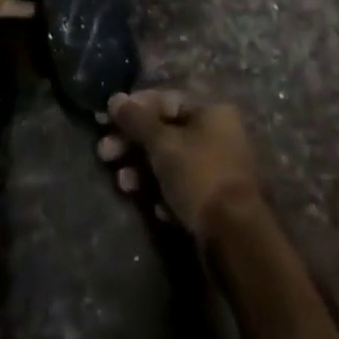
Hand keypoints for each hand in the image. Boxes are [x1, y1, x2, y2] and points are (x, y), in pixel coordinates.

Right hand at [97, 90, 263, 240]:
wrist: (234, 239)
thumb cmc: (198, 176)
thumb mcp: (163, 143)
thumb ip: (137, 120)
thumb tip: (114, 99)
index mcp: (210, 111)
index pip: (165, 99)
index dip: (134, 107)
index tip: (107, 119)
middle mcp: (216, 135)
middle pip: (164, 132)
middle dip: (132, 142)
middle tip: (104, 153)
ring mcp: (215, 169)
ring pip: (169, 161)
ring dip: (141, 169)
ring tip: (121, 183)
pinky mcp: (211, 200)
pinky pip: (179, 187)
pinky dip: (161, 193)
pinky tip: (151, 207)